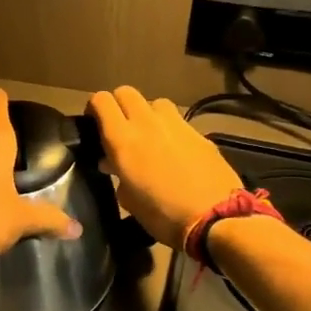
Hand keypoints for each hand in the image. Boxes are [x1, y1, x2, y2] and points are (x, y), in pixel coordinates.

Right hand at [86, 86, 243, 248]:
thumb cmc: (163, 215)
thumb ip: (117, 174)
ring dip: (147, 113)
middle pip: (126, 92)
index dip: (94, 108)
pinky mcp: (199, 132)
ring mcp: (176, 124)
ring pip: (154, 102)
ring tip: (149, 135)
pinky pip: (177, 120)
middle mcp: (147, 123)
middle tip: (119, 128)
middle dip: (119, 105)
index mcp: (123, 139)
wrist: (216, 218)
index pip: (101, 100)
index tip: (94, 125)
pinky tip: (174, 150)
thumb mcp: (129, 200)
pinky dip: (169, 129)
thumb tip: (111, 163)